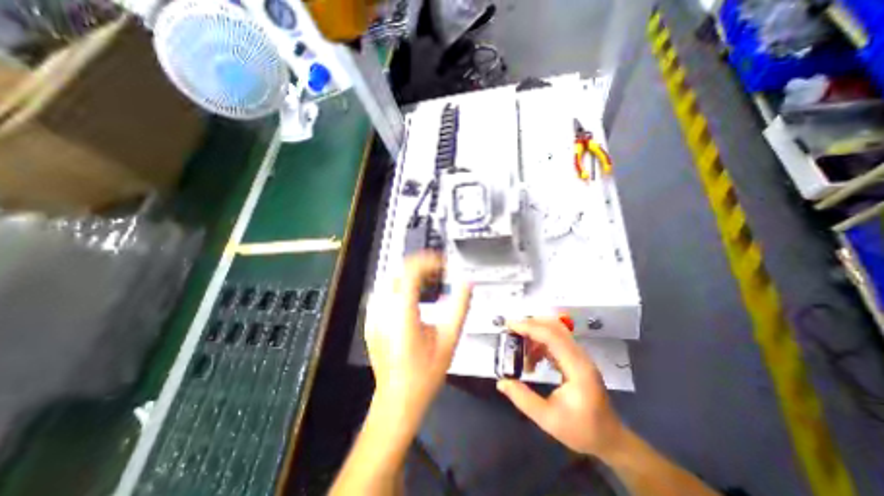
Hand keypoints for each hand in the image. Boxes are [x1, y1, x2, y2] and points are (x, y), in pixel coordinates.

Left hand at [366, 252, 471, 421]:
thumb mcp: (449, 340)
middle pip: (399, 270)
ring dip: (411, 274)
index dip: (428, 260)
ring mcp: (375, 316)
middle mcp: (384, 311)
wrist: (397, 399)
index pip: (411, 270)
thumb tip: (467, 284)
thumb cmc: (423, 375)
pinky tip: (415, 296)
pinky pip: (385, 292)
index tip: (443, 263)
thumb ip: (460, 307)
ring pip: (391, 279)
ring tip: (430, 281)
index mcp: (402, 313)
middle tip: (439, 270)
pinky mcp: (373, 322)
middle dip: (420, 265)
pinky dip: (401, 286)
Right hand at [494, 319, 624, 458]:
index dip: (529, 327)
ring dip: (534, 335)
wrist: (610, 439)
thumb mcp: (548, 419)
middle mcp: (580, 356)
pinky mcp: (576, 359)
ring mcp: (579, 356)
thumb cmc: (581, 431)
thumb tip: (501, 382)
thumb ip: (523, 399)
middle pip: (554, 327)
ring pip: (555, 332)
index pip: (552, 336)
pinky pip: (556, 342)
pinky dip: (540, 344)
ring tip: (519, 351)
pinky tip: (532, 361)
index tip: (509, 326)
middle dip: (530, 325)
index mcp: (577, 368)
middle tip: (510, 332)